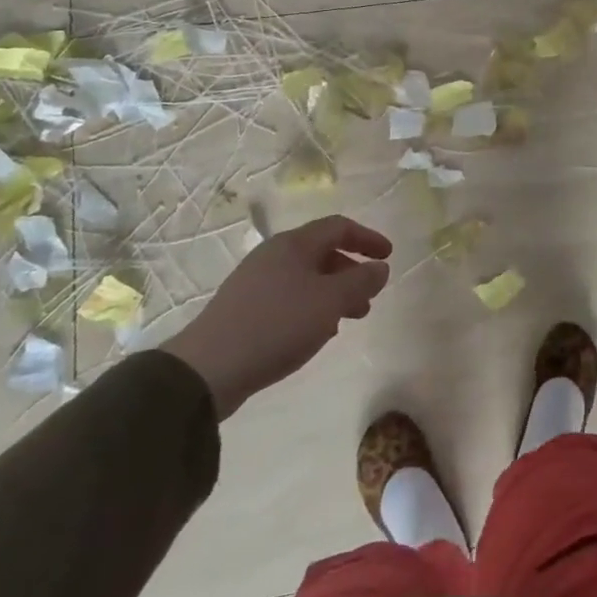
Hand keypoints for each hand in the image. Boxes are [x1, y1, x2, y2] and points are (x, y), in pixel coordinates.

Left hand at [161, 215, 391, 418]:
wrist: (208, 369)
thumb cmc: (278, 325)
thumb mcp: (330, 301)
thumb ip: (361, 281)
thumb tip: (380, 267)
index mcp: (294, 245)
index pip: (339, 227)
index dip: (367, 238)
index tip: (388, 256)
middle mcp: (274, 255)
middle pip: (322, 252)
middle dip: (351, 272)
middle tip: (369, 297)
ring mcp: (255, 282)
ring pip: (306, 277)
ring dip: (333, 293)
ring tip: (348, 320)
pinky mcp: (244, 309)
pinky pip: (289, 297)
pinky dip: (311, 307)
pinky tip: (316, 333)